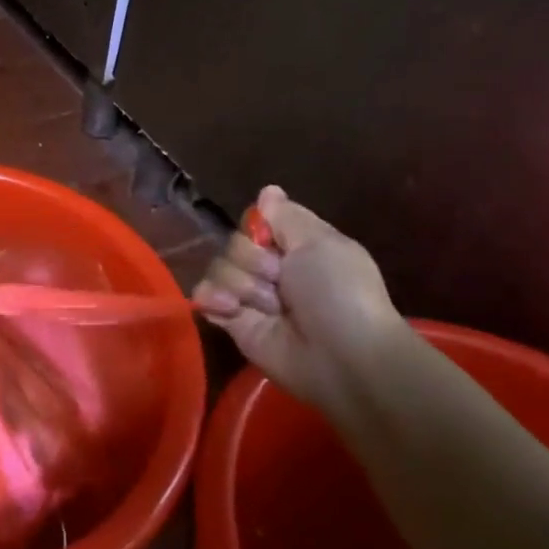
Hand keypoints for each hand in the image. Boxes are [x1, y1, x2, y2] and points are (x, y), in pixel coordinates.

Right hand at [192, 185, 406, 414]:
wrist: (342, 357)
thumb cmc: (338, 292)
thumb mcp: (320, 242)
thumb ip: (286, 216)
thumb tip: (268, 191)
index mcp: (296, 246)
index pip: (256, 222)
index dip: (257, 228)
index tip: (270, 239)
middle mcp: (271, 269)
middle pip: (234, 244)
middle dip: (252, 259)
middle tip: (278, 280)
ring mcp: (251, 297)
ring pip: (219, 269)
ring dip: (241, 284)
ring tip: (267, 306)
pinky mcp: (234, 324)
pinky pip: (206, 298)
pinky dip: (213, 298)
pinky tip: (231, 308)